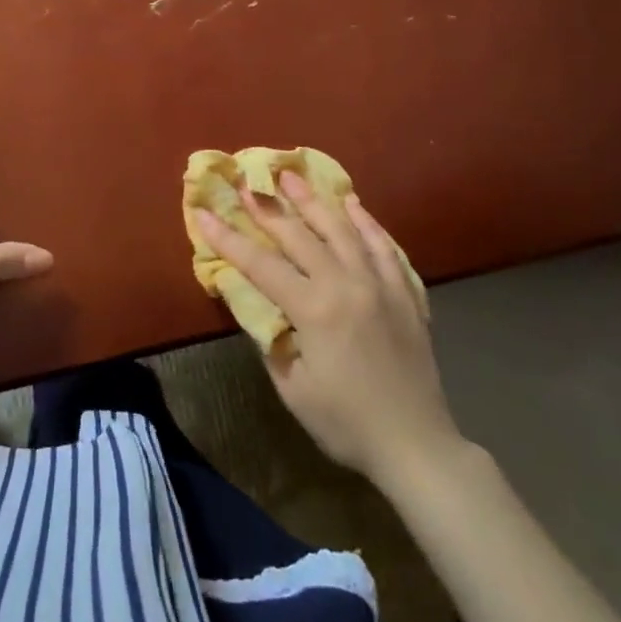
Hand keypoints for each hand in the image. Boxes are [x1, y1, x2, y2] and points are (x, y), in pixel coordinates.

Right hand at [194, 173, 461, 487]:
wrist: (416, 445)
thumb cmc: (346, 424)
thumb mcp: (293, 388)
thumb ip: (270, 338)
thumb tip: (251, 303)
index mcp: (315, 309)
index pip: (261, 265)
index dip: (228, 238)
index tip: (204, 212)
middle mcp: (347, 285)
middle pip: (301, 236)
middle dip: (269, 208)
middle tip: (248, 183)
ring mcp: (381, 284)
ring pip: (343, 230)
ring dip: (314, 201)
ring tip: (293, 176)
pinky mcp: (405, 293)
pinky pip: (384, 246)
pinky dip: (367, 222)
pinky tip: (353, 205)